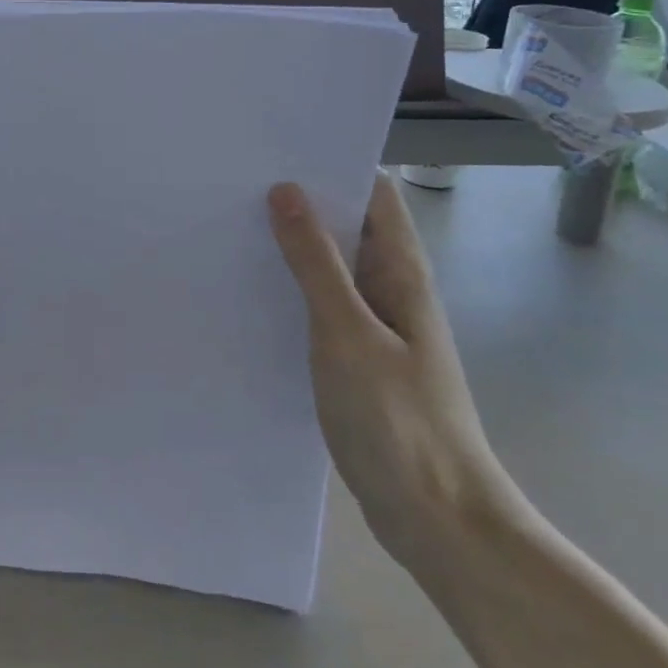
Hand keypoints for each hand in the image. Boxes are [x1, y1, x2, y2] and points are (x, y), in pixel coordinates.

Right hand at [268, 175, 523, 570]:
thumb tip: (286, 191)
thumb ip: (316, 263)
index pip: (372, 192)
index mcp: (400, 270)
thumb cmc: (398, 420)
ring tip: (230, 225)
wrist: (438, 519)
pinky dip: (290, 289)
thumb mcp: (347, 333)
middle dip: (299, 201)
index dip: (331, 163)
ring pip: (330, 266)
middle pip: (347, 224)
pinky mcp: (357, 357)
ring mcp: (374, 324)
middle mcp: (390, 287)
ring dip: (291, 246)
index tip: (275, 148)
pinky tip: (248, 290)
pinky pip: (320, 305)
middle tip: (235, 182)